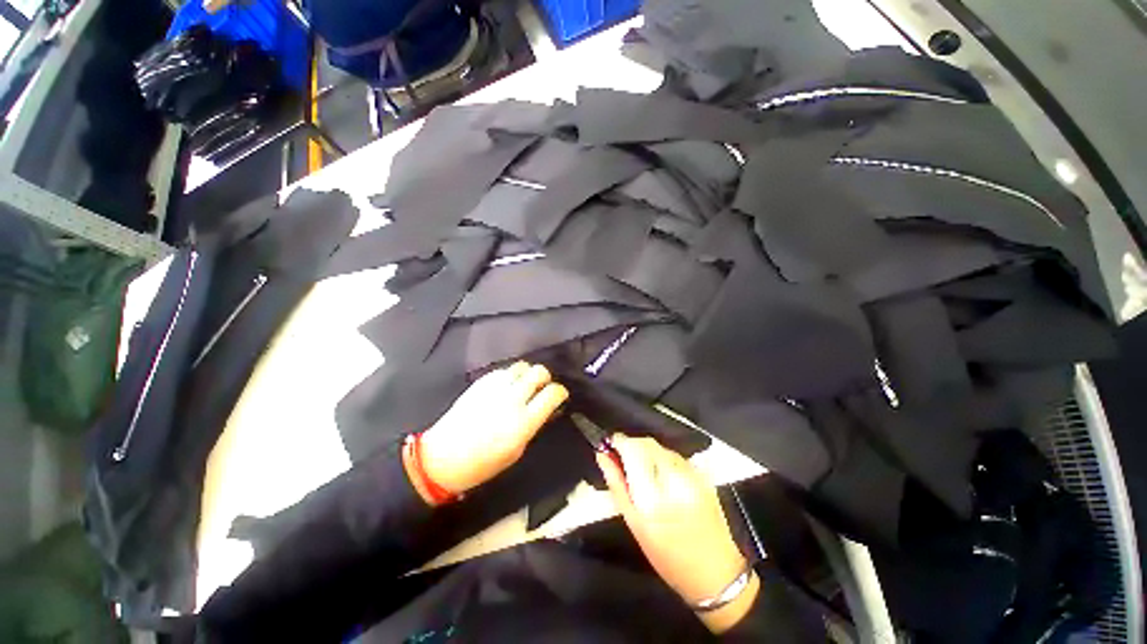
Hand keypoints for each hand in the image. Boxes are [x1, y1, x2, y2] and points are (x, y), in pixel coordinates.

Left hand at [414, 362, 567, 498]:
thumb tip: (546, 410)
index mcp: (524, 421)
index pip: (552, 393)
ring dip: (527, 374)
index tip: (559, 396)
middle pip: (539, 371)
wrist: (442, 458)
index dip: (560, 392)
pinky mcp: (480, 382)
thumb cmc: (483, 463)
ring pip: (522, 366)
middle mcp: (512, 399)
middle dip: (545, 378)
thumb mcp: (516, 451)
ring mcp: (495, 387)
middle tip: (541, 388)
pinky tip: (505, 387)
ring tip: (523, 386)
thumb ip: (533, 425)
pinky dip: (510, 376)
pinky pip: (503, 370)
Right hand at [597, 435, 753, 619]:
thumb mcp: (635, 524)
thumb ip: (617, 485)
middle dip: (631, 445)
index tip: (609, 445)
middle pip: (647, 443)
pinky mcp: (703, 476)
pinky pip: (675, 455)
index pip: (633, 449)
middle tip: (622, 459)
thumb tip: (603, 455)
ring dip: (647, 450)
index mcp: (654, 496)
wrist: (717, 574)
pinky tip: (661, 476)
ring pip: (661, 446)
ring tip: (642, 470)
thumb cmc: (668, 556)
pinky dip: (662, 458)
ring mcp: (693, 475)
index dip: (618, 442)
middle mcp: (675, 479)